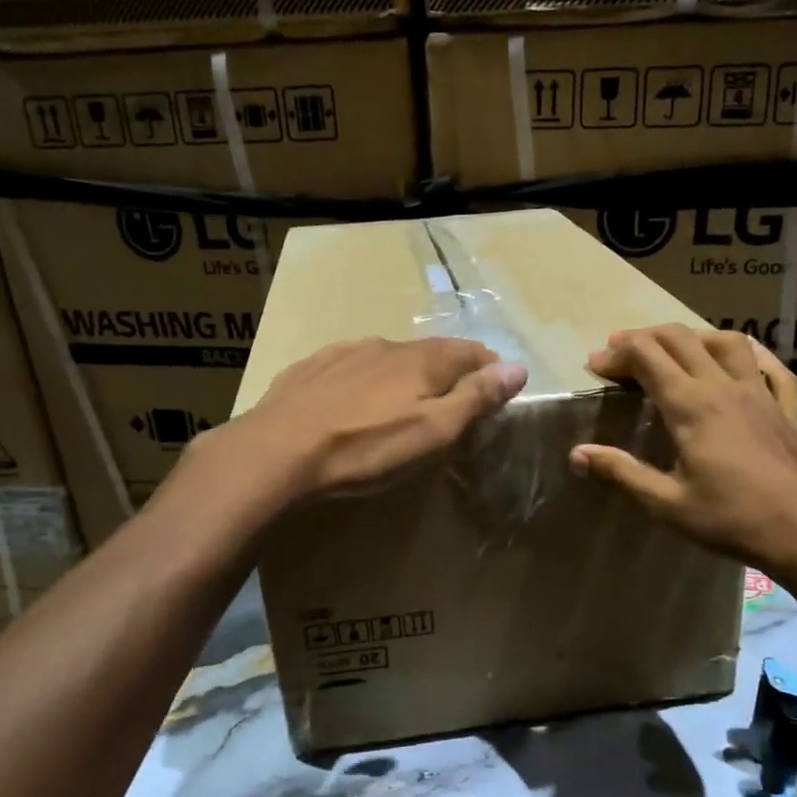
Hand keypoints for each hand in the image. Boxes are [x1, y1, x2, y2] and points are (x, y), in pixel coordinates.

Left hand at [199, 337, 527, 510]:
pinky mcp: (313, 366)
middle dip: (451, 369)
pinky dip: (368, 375)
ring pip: (391, 356)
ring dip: (408, 371)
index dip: (489, 367)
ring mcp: (346, 352)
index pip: (471, 352)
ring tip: (407, 397)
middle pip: (432, 351)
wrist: (278, 450)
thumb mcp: (433, 432)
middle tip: (456, 396)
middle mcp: (388, 346)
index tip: (497, 386)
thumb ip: (476, 398)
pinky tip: (357, 394)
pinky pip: (353, 364)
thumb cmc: (366, 447)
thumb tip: (518, 367)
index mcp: (423, 361)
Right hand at [569, 325, 796, 616]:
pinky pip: (772, 366)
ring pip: (726, 341)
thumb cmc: (732, 520)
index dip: (616, 354)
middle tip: (621, 355)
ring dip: (693, 337)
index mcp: (691, 406)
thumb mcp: (668, 503)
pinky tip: (741, 361)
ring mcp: (761, 392)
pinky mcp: (788, 406)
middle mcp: (724, 386)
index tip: (595, 365)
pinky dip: (750, 354)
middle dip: (644, 338)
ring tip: (674, 351)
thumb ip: (622, 472)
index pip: (646, 356)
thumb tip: (577, 454)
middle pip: (679, 338)